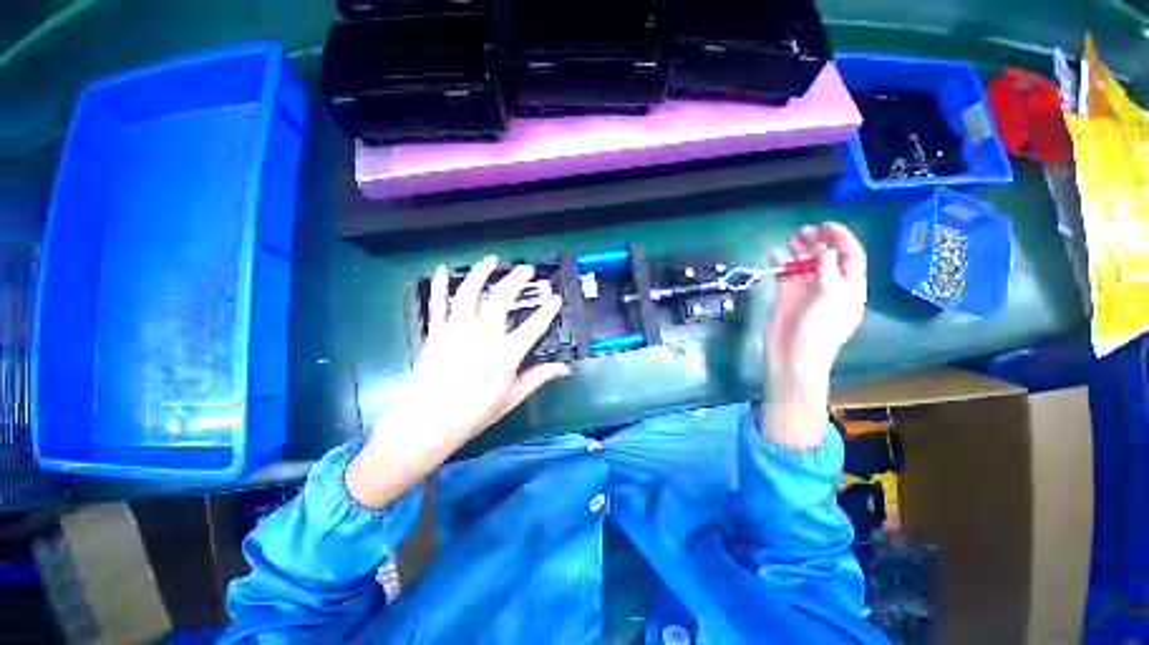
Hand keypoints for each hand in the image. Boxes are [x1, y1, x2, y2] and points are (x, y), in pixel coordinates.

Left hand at [347, 256, 569, 506]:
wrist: (428, 424)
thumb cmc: (474, 413)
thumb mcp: (512, 397)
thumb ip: (539, 377)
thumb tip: (565, 369)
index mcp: (506, 353)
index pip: (535, 326)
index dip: (548, 310)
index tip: (556, 298)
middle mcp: (483, 335)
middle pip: (502, 298)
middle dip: (517, 279)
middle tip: (527, 269)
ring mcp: (457, 330)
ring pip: (470, 292)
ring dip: (482, 272)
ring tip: (493, 259)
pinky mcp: (436, 333)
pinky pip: (437, 304)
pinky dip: (438, 285)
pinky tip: (441, 269)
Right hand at [761, 223, 866, 448]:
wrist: (793, 355)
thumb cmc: (819, 330)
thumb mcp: (830, 298)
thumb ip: (828, 272)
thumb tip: (826, 250)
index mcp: (849, 287)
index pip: (851, 257)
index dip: (842, 239)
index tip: (827, 226)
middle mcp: (829, 286)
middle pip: (826, 258)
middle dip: (818, 242)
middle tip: (804, 231)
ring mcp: (806, 291)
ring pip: (804, 264)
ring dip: (799, 250)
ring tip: (790, 239)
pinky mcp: (786, 297)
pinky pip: (785, 275)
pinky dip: (780, 263)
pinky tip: (774, 254)